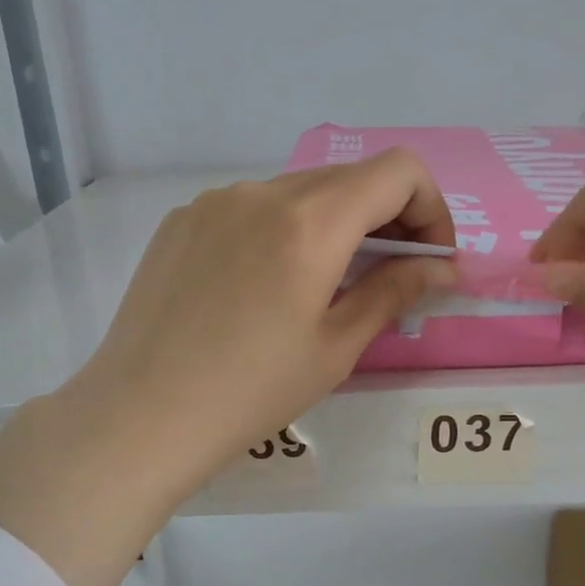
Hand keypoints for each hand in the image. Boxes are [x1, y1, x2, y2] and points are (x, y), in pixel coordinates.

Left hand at [0, 151, 454, 585]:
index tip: (426, 260)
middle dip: (386, 219)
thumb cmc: (252, 392)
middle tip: (388, 277)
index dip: (430, 208)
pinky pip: (250, 208)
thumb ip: (394, 292)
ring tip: (323, 286)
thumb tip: (442, 268)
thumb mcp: (336, 348)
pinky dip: (280, 231)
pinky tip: (263, 288)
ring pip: (298, 191)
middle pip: (349, 178)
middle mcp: (261, 192)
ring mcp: (213, 202)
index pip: (397, 171)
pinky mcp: (181, 221)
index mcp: (310, 222)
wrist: (142, 414)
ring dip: (332, 225)